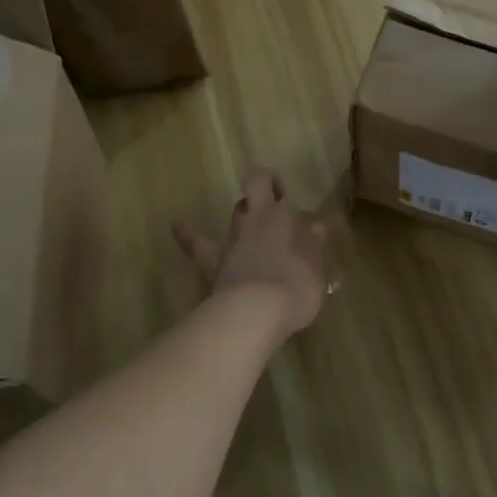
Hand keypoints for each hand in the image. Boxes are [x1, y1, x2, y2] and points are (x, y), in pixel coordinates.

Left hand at [173, 170, 330, 338]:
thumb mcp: (318, 270)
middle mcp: (261, 220)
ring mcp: (235, 238)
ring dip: (243, 212)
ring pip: (237, 212)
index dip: (306, 221)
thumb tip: (314, 229)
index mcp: (289, 220)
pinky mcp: (215, 259)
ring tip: (247, 214)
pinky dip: (188, 233)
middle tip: (277, 198)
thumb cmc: (296, 288)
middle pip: (260, 188)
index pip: (302, 212)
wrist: (257, 310)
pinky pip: (197, 242)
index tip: (311, 236)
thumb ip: (315, 247)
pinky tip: (178, 225)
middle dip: (267, 186)